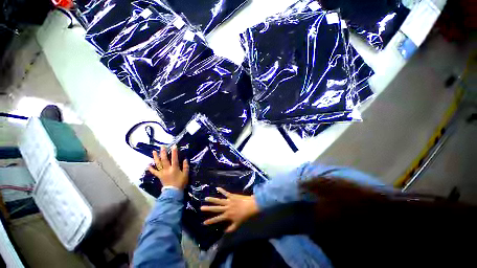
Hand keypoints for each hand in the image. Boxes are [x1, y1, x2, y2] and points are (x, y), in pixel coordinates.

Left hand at [148, 145, 188, 189]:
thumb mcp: (185, 174)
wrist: (173, 192)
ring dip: (156, 157)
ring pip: (158, 164)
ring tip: (154, 152)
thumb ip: (185, 166)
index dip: (174, 152)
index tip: (174, 146)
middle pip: (164, 159)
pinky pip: (154, 172)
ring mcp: (162, 172)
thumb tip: (185, 159)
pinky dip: (151, 168)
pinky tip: (148, 165)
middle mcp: (167, 169)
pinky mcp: (159, 176)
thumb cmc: (180, 183)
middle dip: (163, 153)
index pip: (174, 158)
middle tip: (162, 146)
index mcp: (174, 168)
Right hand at [201, 188, 258, 232]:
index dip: (210, 221)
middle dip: (208, 208)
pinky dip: (221, 190)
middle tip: (201, 208)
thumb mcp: (237, 224)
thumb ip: (231, 228)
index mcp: (227, 215)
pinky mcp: (231, 196)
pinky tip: (217, 188)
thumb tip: (224, 231)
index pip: (217, 219)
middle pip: (216, 208)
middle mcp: (226, 208)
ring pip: (219, 200)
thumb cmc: (245, 216)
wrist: (250, 206)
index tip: (204, 222)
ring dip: (212, 199)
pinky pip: (225, 193)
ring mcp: (228, 201)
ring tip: (206, 198)